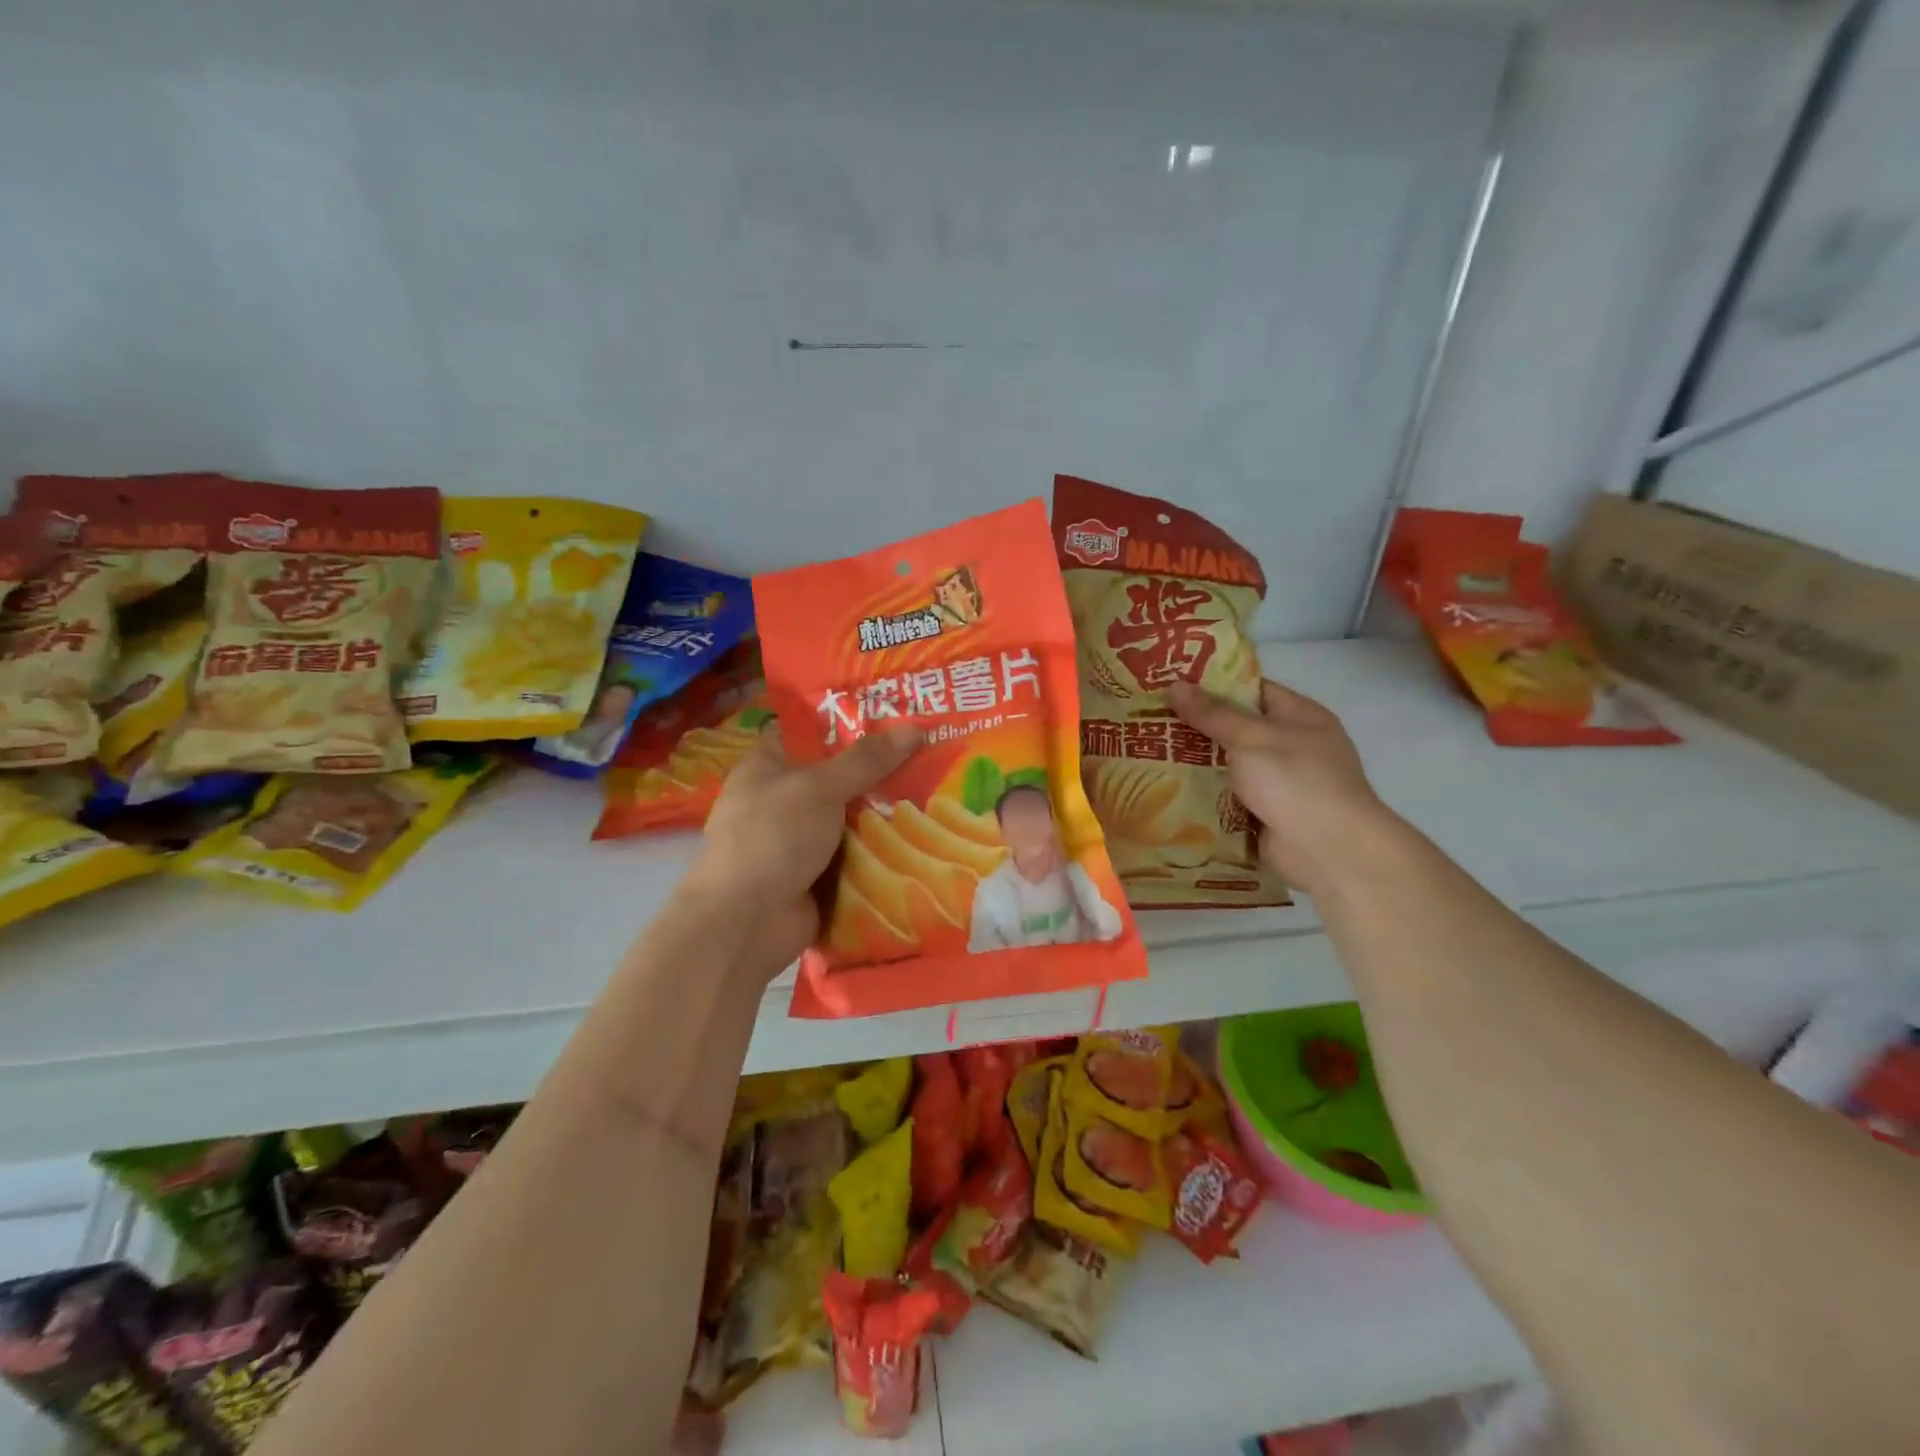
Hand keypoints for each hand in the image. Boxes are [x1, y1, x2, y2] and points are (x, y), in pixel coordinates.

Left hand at [686, 724, 922, 969]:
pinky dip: (885, 849)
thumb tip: (916, 728)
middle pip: (841, 774)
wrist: (745, 923)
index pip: (811, 730)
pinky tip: (927, 835)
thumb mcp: (819, 788)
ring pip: (854, 816)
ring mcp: (802, 839)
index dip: (851, 720)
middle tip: (934, 750)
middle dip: (883, 768)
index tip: (898, 713)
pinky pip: (859, 854)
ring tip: (941, 789)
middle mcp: (785, 798)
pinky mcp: (820, 874)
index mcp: (770, 765)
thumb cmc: (772, 838)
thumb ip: (866, 760)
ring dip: (888, 811)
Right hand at [1168, 678, 1399, 899]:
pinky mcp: (1266, 815)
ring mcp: (1280, 784)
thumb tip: (1175, 685)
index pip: (1253, 690)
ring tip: (1149, 752)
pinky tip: (1168, 789)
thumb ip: (1212, 714)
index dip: (1214, 685)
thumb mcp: (1250, 737)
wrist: (1328, 850)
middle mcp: (1292, 746)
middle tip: (1152, 719)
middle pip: (1237, 729)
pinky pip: (1229, 798)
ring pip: (1230, 766)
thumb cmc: (1295, 780)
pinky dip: (1205, 796)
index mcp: (1300, 716)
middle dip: (1198, 726)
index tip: (1173, 683)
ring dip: (1197, 763)